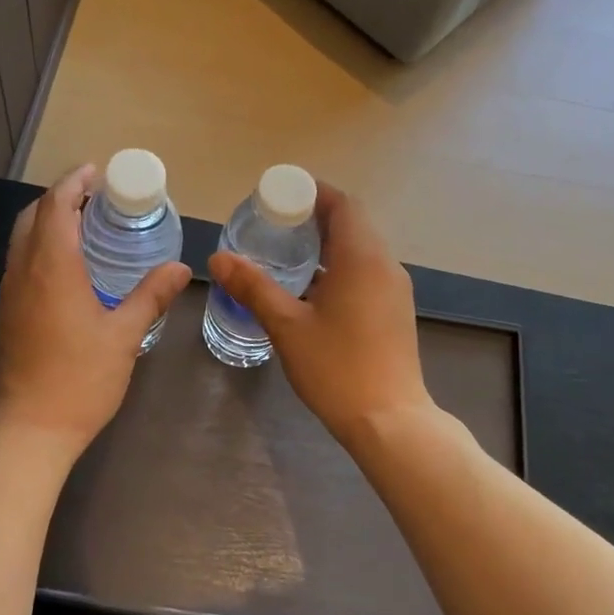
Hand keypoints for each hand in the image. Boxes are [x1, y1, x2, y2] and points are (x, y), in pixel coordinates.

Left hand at [0, 165, 190, 464]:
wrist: (29, 429)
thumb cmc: (79, 380)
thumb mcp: (124, 336)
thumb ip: (151, 296)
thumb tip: (180, 267)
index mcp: (51, 268)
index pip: (57, 206)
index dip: (75, 182)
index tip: (98, 171)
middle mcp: (23, 271)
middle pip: (33, 215)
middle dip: (61, 197)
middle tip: (97, 196)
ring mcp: (9, 293)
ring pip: (22, 238)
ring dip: (49, 220)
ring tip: (86, 223)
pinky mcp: (7, 313)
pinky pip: (20, 261)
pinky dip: (41, 245)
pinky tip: (69, 265)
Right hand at [207, 184, 432, 441]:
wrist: (389, 421)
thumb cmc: (337, 368)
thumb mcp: (287, 325)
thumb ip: (253, 287)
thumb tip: (218, 258)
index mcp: (362, 257)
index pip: (343, 204)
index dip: (312, 193)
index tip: (279, 197)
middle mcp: (385, 264)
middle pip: (352, 223)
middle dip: (315, 217)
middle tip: (274, 224)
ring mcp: (394, 289)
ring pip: (361, 249)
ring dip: (327, 243)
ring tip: (286, 253)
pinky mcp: (394, 311)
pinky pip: (366, 271)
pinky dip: (339, 266)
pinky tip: (311, 289)